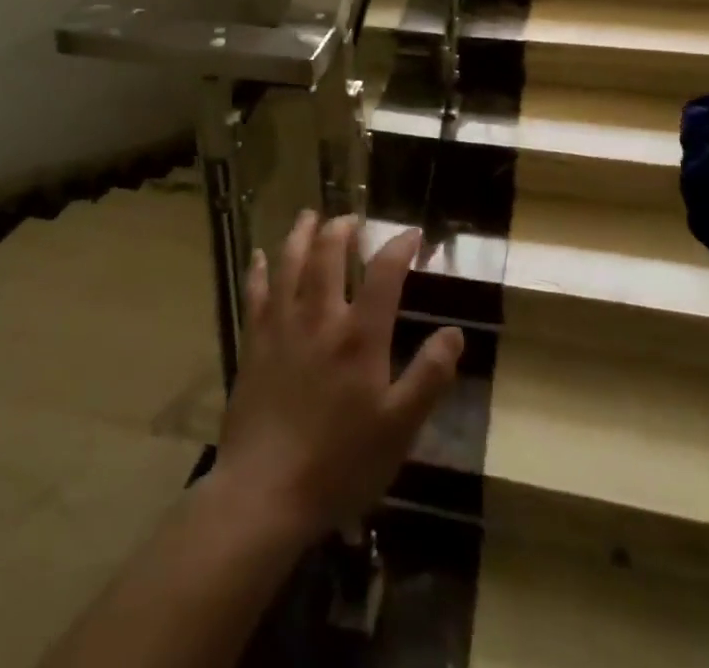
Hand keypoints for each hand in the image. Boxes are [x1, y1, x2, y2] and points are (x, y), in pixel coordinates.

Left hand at [208, 212, 463, 544]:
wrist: (265, 492)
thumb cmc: (340, 463)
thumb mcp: (399, 428)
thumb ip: (428, 377)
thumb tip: (455, 332)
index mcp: (359, 336)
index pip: (384, 274)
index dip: (399, 247)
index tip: (412, 234)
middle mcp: (319, 318)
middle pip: (328, 255)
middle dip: (341, 229)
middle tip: (351, 218)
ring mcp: (281, 327)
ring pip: (289, 263)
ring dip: (300, 234)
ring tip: (309, 215)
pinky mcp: (254, 343)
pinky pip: (255, 294)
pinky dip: (259, 270)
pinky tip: (259, 256)